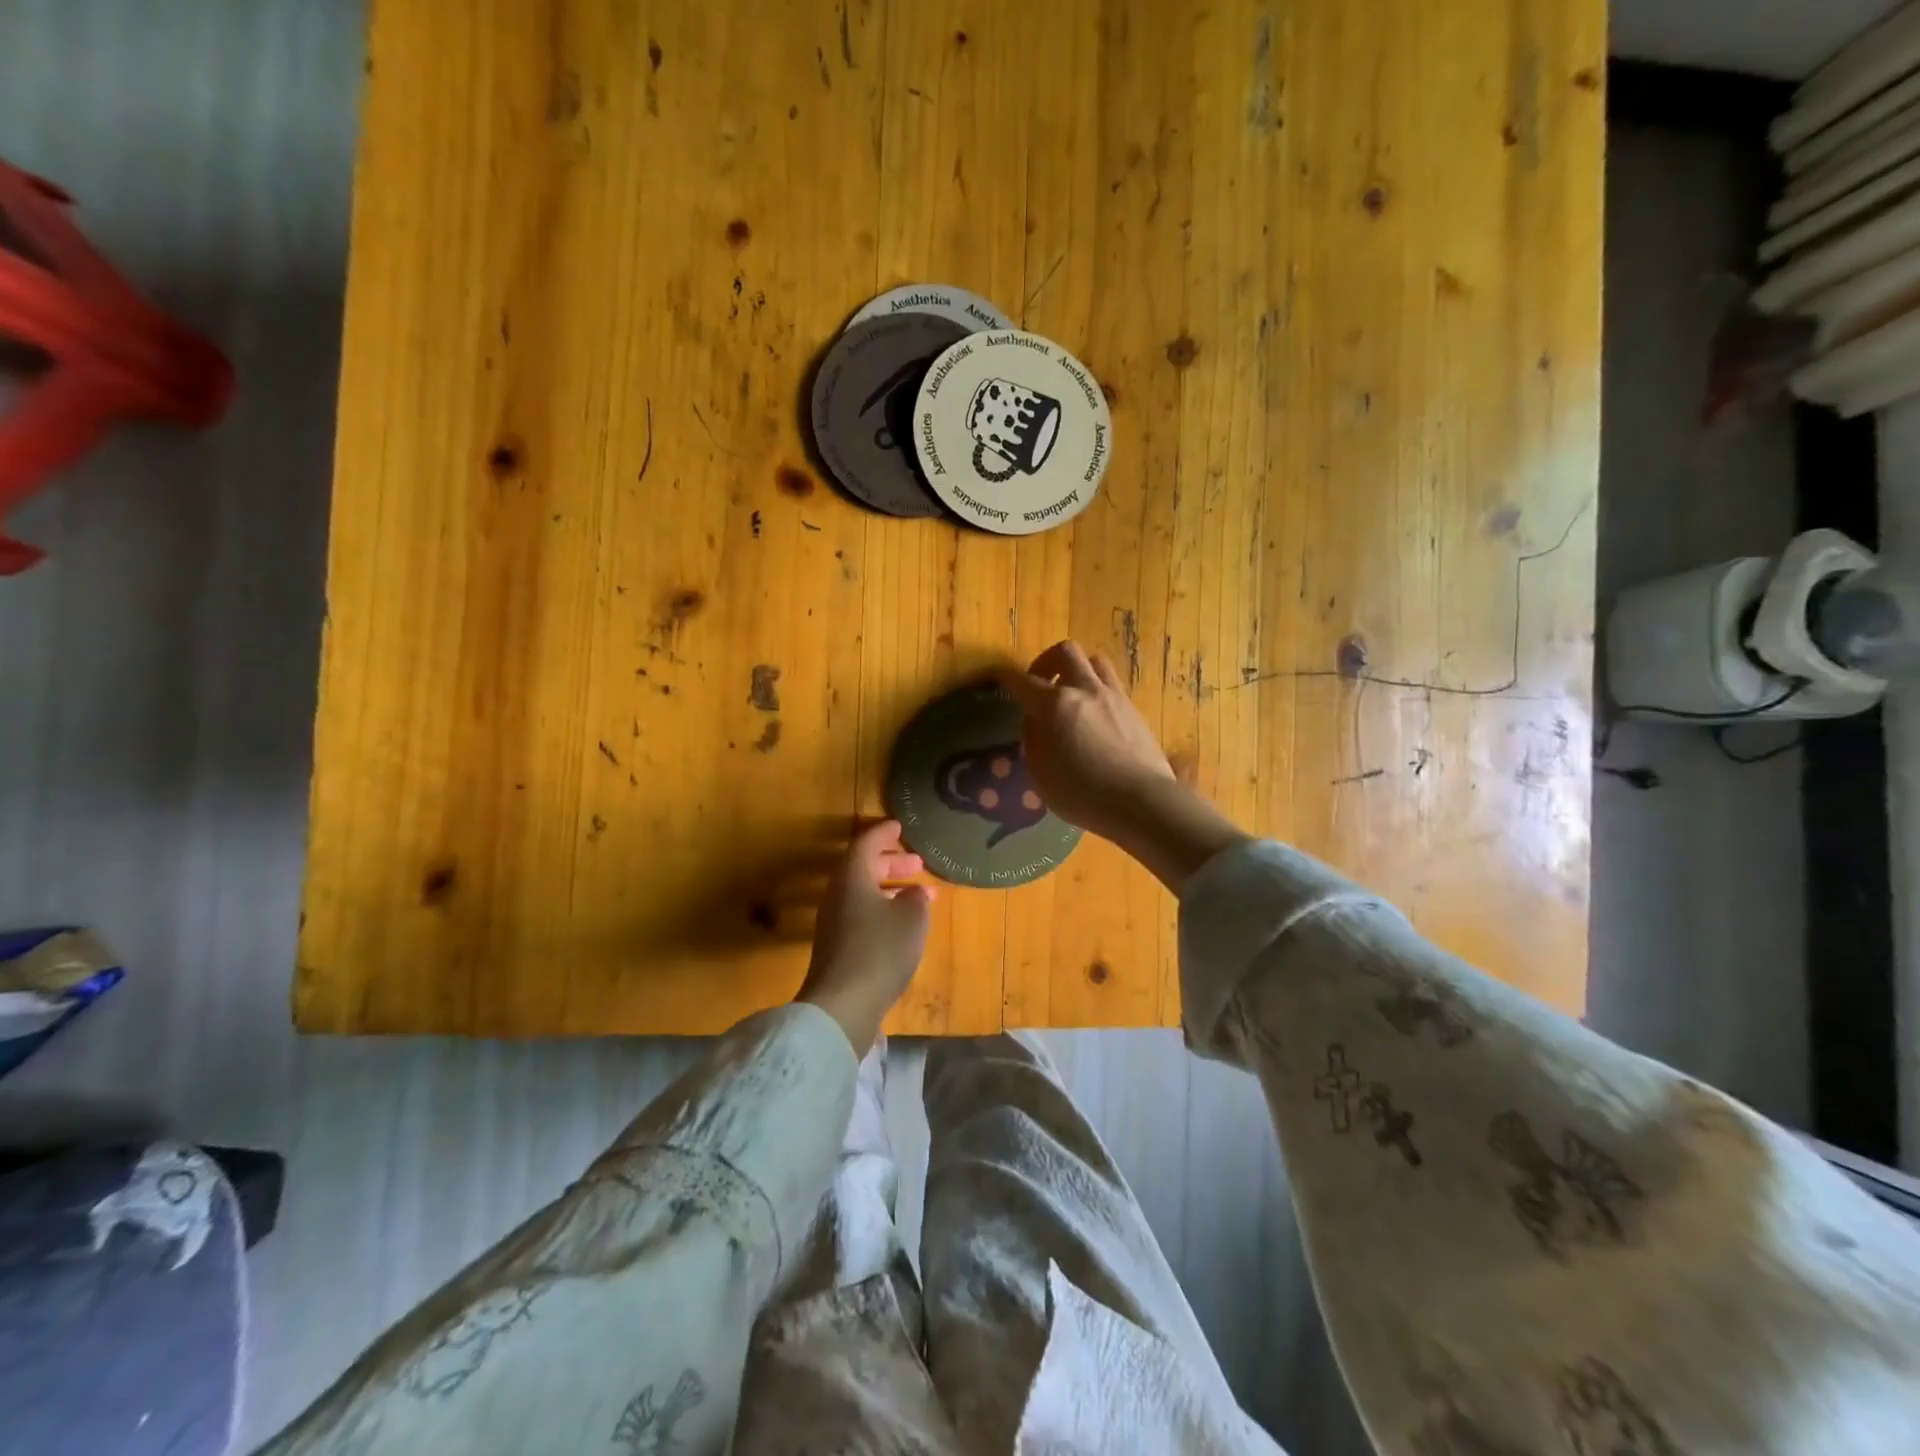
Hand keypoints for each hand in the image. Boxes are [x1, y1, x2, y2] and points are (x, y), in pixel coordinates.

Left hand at [797, 820, 934, 1054]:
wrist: (842, 1005)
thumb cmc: (880, 950)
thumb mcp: (911, 918)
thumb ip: (916, 898)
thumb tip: (915, 892)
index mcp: (852, 877)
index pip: (866, 843)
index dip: (884, 834)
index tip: (900, 826)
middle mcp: (838, 895)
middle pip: (863, 869)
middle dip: (891, 863)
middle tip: (917, 862)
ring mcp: (834, 923)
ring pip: (863, 893)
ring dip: (890, 889)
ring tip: (920, 894)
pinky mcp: (838, 948)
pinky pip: (862, 915)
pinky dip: (884, 910)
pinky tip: (904, 925)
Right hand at [1004, 640, 1248, 892]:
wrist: (1140, 801)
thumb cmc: (1081, 793)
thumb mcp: (1040, 773)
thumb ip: (1033, 739)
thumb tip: (1034, 719)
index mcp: (1054, 705)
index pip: (1021, 680)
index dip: (1005, 676)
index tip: (998, 677)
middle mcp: (1084, 690)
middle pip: (1065, 652)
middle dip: (1046, 662)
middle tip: (1040, 684)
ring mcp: (1113, 697)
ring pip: (1094, 661)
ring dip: (1077, 670)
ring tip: (1071, 694)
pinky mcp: (1134, 709)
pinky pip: (1112, 684)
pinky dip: (1097, 690)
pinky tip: (1095, 715)